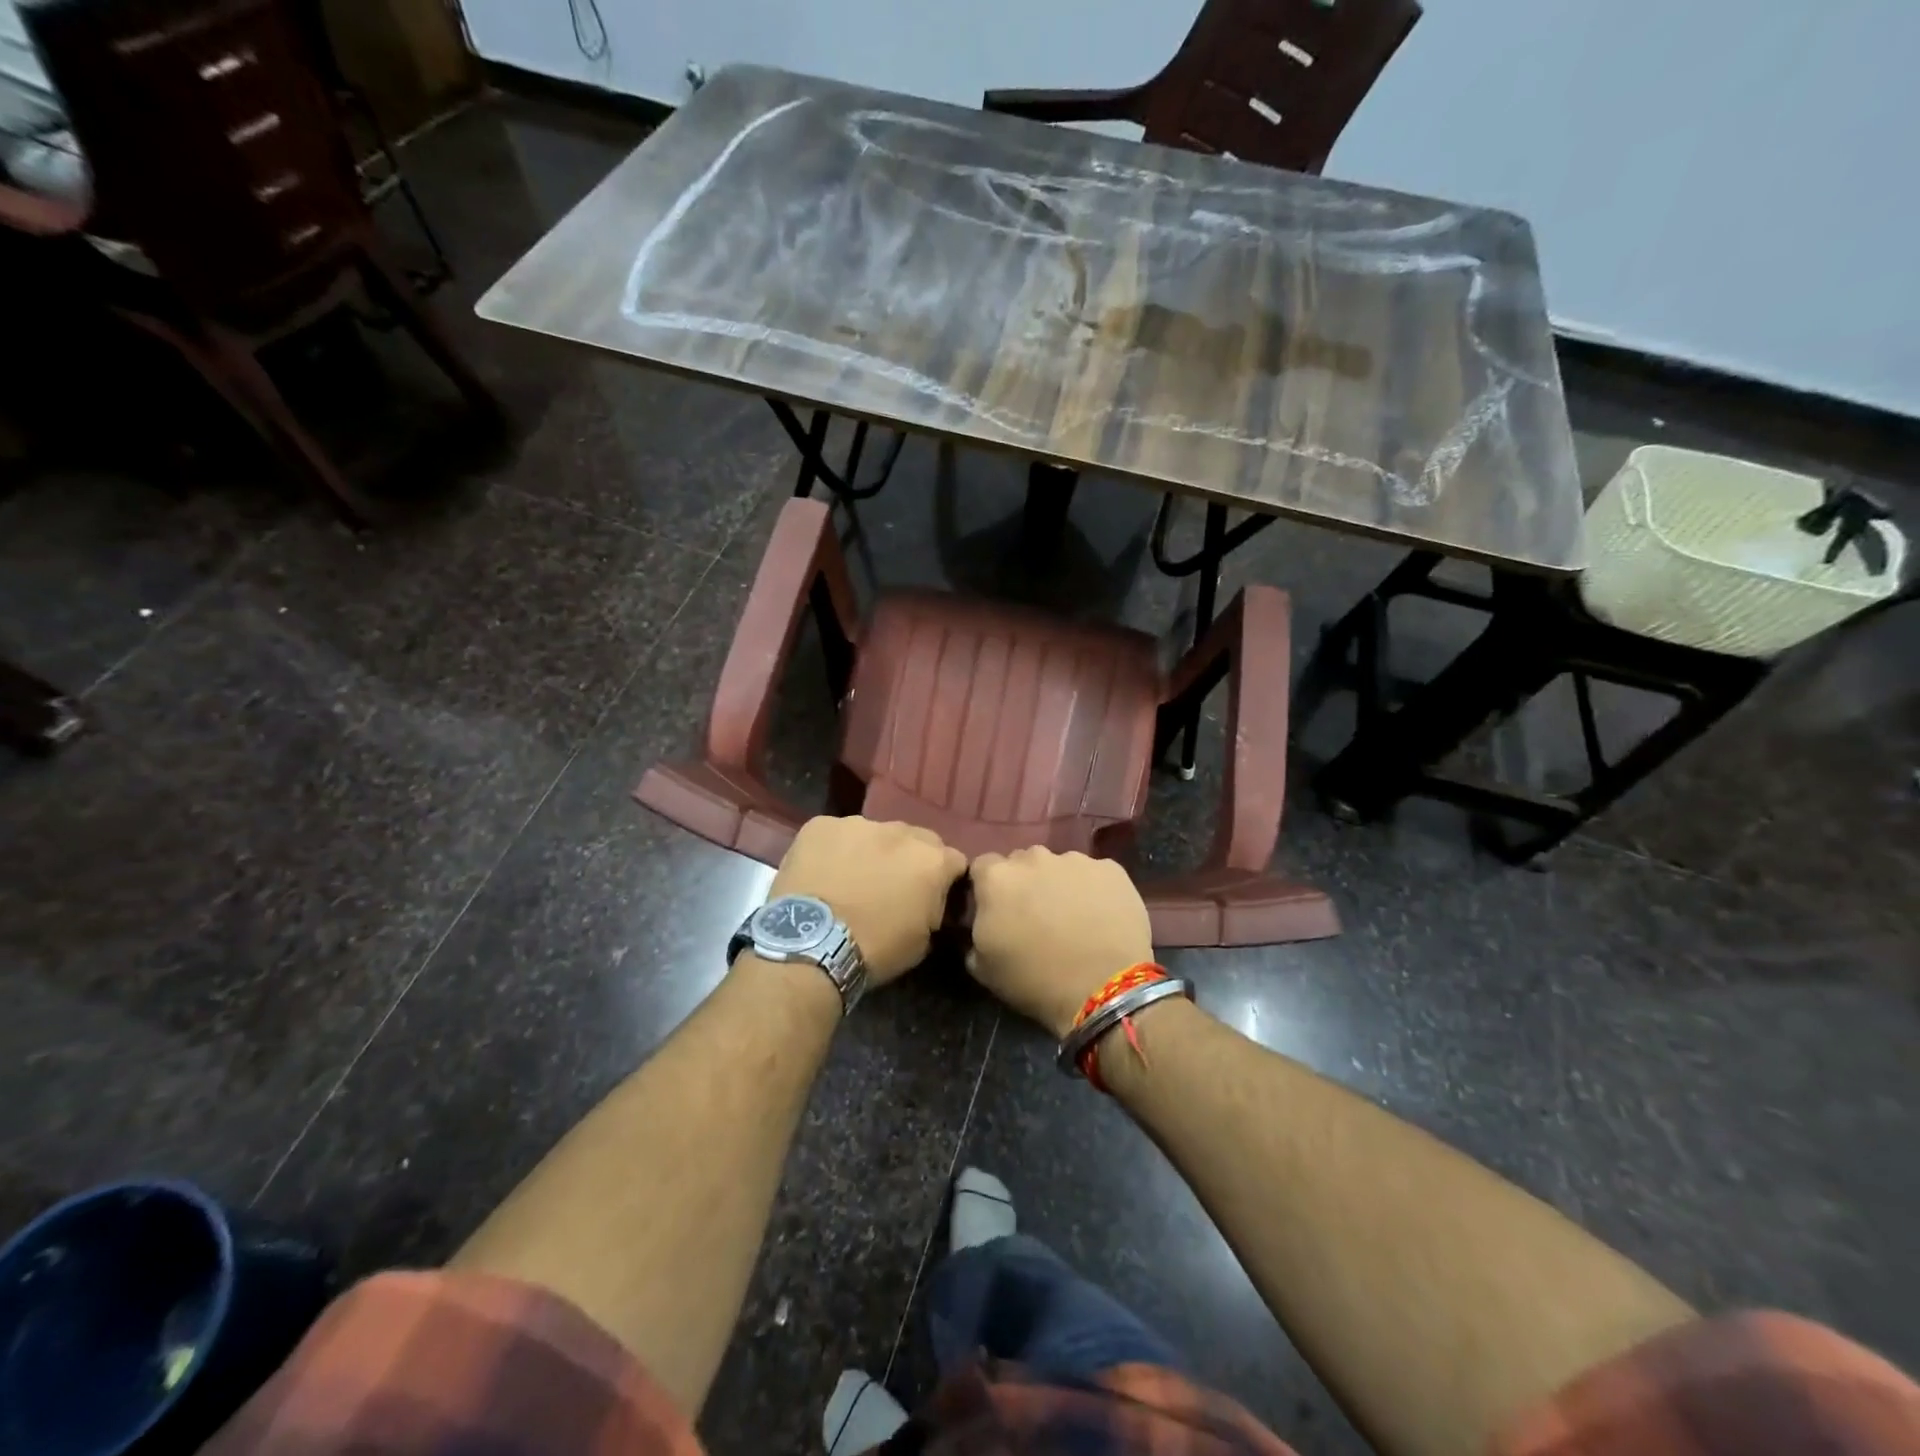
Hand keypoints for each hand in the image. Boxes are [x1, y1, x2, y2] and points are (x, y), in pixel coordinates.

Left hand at [768, 817, 966, 983]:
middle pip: (915, 840)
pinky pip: (835, 834)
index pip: (953, 861)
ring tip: (851, 880)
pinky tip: (822, 874)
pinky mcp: (821, 824)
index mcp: (932, 860)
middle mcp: (900, 831)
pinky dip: (834, 850)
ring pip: (874, 834)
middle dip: (908, 859)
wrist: (811, 945)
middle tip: (890, 887)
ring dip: (870, 852)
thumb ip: (935, 908)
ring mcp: (858, 823)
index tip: (930, 897)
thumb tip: (930, 901)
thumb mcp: (923, 941)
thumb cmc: (875, 949)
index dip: (943, 880)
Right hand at [967, 848, 1153, 1038]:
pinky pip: (1094, 874)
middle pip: (1022, 862)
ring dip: (1059, 884)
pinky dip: (1093, 890)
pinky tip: (1101, 917)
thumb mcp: (983, 967)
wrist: (1105, 988)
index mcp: (997, 877)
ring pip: (1059, 866)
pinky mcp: (1111, 870)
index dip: (988, 888)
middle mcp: (1034, 857)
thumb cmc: (1036, 980)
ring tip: (1072, 918)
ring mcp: (1076, 860)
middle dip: (1025, 883)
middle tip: (1035, 916)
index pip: (982, 867)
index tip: (997, 911)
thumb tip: (983, 922)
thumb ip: (975, 932)